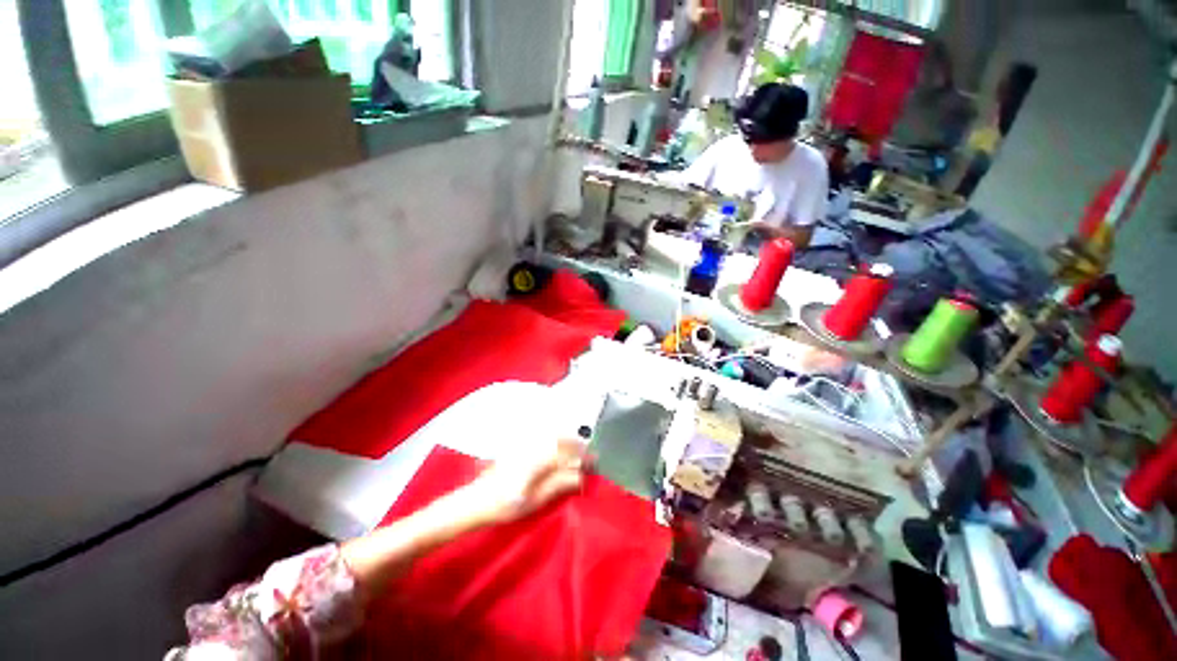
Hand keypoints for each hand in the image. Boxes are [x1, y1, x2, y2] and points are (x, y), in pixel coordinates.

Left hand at [461, 439, 588, 524]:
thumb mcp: (536, 500)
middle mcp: (533, 447)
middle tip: (588, 453)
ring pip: (551, 435)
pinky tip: (557, 445)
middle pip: (560, 439)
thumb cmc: (506, 505)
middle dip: (577, 443)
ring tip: (576, 447)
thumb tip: (582, 477)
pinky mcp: (517, 447)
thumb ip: (560, 484)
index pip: (567, 453)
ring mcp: (524, 445)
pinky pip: (541, 436)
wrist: (476, 501)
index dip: (582, 456)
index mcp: (539, 460)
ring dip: (566, 438)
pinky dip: (553, 437)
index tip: (594, 460)